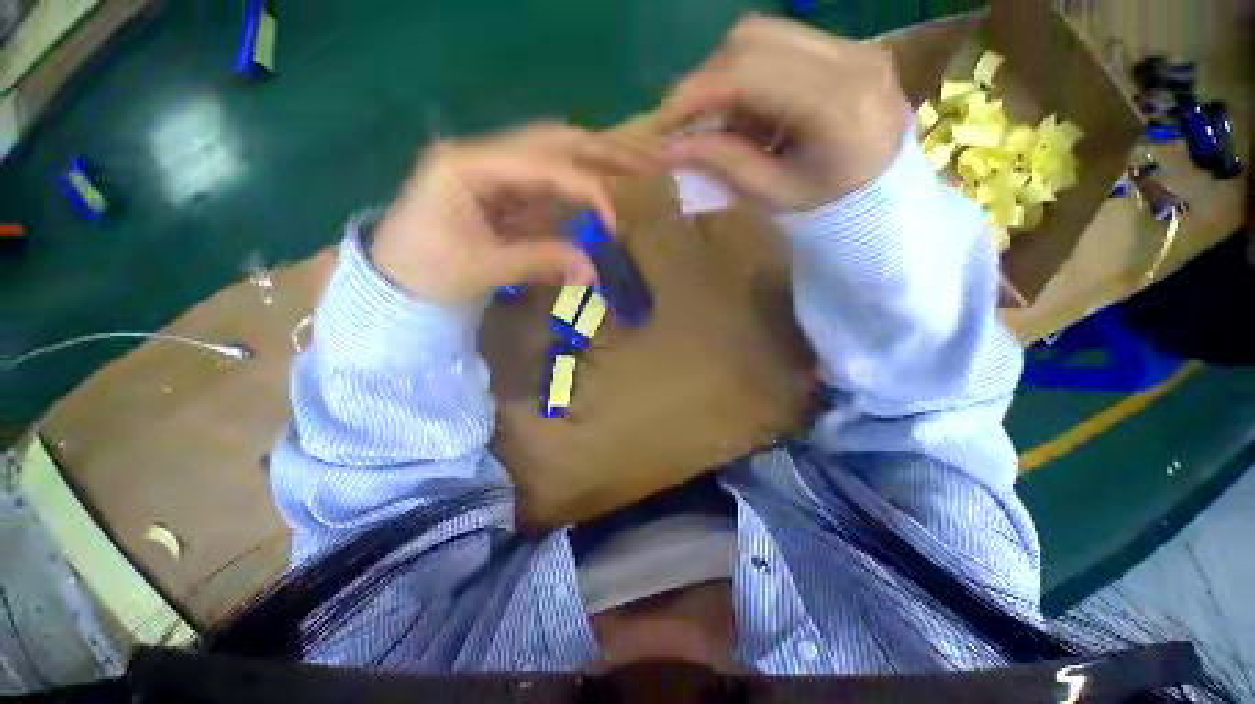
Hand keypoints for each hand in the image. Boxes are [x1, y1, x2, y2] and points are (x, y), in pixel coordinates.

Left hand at [371, 124, 659, 303]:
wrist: (394, 285)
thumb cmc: (426, 273)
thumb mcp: (483, 268)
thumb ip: (542, 261)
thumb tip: (594, 271)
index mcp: (467, 165)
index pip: (541, 164)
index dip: (584, 188)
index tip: (612, 221)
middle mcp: (482, 157)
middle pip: (550, 142)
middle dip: (598, 151)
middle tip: (642, 158)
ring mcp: (492, 174)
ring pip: (551, 158)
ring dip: (591, 163)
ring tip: (632, 165)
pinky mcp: (501, 195)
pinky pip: (546, 186)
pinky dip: (575, 191)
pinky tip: (597, 193)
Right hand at [660, 15, 909, 210]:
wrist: (880, 197)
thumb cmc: (824, 207)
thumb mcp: (769, 194)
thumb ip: (721, 163)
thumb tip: (669, 149)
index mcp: (834, 106)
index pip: (747, 74)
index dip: (694, 93)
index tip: (662, 123)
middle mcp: (850, 58)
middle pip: (752, 38)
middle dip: (706, 79)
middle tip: (688, 122)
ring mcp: (854, 44)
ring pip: (765, 33)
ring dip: (727, 74)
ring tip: (726, 122)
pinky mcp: (850, 45)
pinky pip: (783, 43)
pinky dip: (752, 73)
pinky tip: (754, 112)